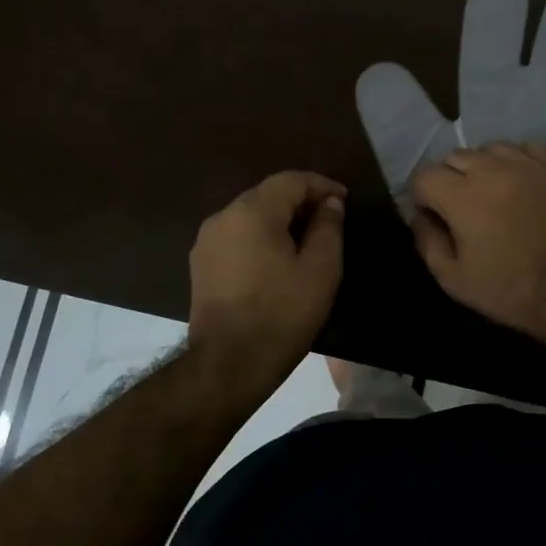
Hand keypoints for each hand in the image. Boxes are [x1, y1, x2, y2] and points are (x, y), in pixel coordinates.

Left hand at [188, 170, 345, 376]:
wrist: (228, 365)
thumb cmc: (282, 314)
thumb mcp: (320, 270)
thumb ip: (328, 227)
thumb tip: (330, 203)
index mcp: (252, 211)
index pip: (291, 180)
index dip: (321, 185)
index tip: (344, 199)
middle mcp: (224, 216)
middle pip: (267, 194)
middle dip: (300, 200)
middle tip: (329, 217)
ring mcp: (207, 240)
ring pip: (250, 214)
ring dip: (279, 218)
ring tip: (306, 238)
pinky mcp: (200, 264)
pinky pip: (236, 235)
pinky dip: (260, 236)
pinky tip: (277, 257)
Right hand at [409, 142, 545, 347]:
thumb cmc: (509, 289)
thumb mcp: (454, 279)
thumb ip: (428, 242)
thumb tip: (420, 217)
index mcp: (461, 196)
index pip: (424, 175)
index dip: (422, 196)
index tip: (433, 216)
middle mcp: (490, 170)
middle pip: (454, 157)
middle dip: (449, 179)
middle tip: (461, 209)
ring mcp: (525, 165)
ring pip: (489, 148)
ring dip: (482, 167)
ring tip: (491, 192)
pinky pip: (526, 148)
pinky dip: (516, 160)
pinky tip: (519, 182)